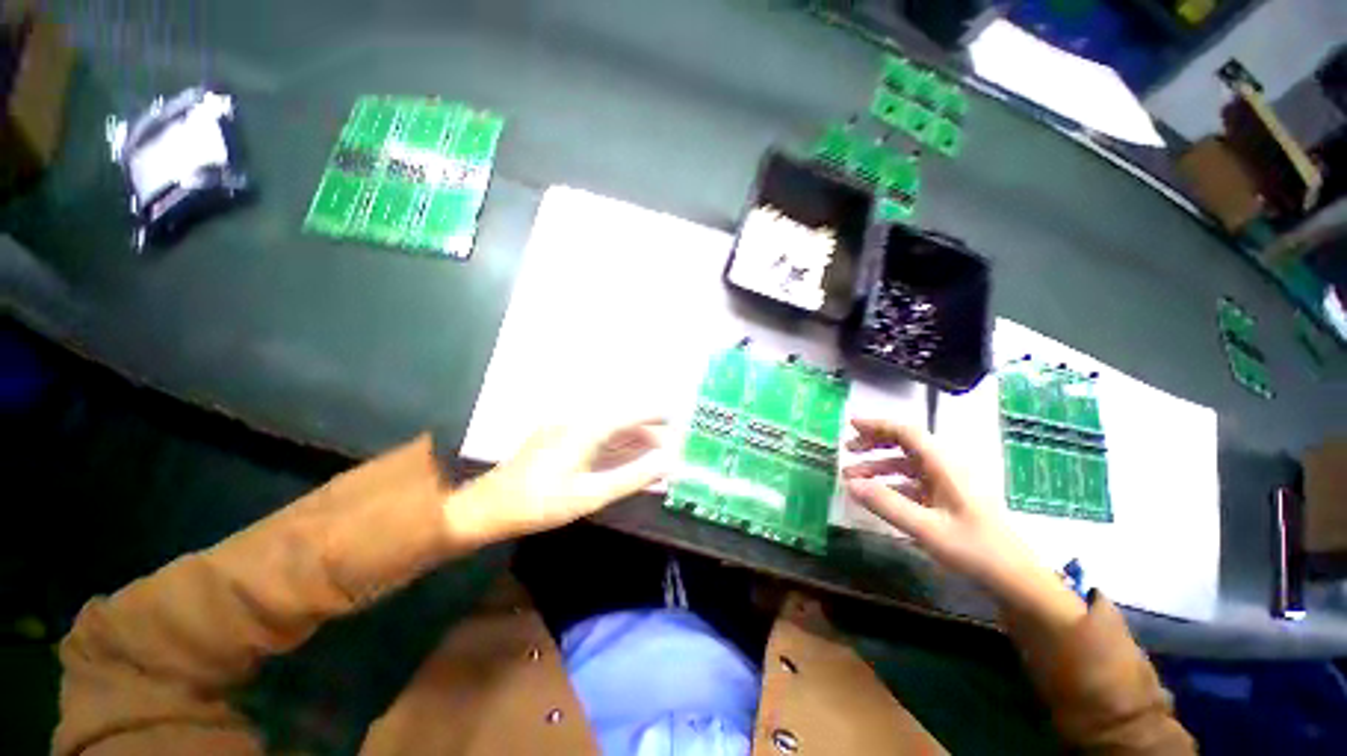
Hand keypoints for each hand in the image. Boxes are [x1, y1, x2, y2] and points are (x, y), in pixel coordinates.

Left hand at [449, 415, 671, 546]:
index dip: (652, 413)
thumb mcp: (590, 495)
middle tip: (668, 442)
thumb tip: (665, 464)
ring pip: (606, 429)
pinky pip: (594, 437)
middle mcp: (575, 423)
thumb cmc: (540, 503)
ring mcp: (563, 430)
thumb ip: (630, 477)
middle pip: (618, 421)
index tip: (674, 415)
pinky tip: (623, 455)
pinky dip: (613, 445)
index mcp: (584, 430)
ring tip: (653, 449)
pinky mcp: (556, 440)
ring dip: (630, 438)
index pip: (627, 414)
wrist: (488, 508)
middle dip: (645, 430)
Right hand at [841, 419, 1082, 624]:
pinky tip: (877, 496)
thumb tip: (850, 484)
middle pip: (905, 444)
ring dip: (879, 466)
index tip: (850, 425)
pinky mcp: (948, 500)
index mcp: (944, 465)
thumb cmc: (974, 550)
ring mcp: (948, 484)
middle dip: (874, 443)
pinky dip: (891, 483)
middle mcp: (946, 468)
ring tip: (853, 477)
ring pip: (907, 464)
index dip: (877, 425)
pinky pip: (913, 482)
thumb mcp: (926, 528)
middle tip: (848, 451)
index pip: (906, 432)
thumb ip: (887, 504)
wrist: (1014, 580)